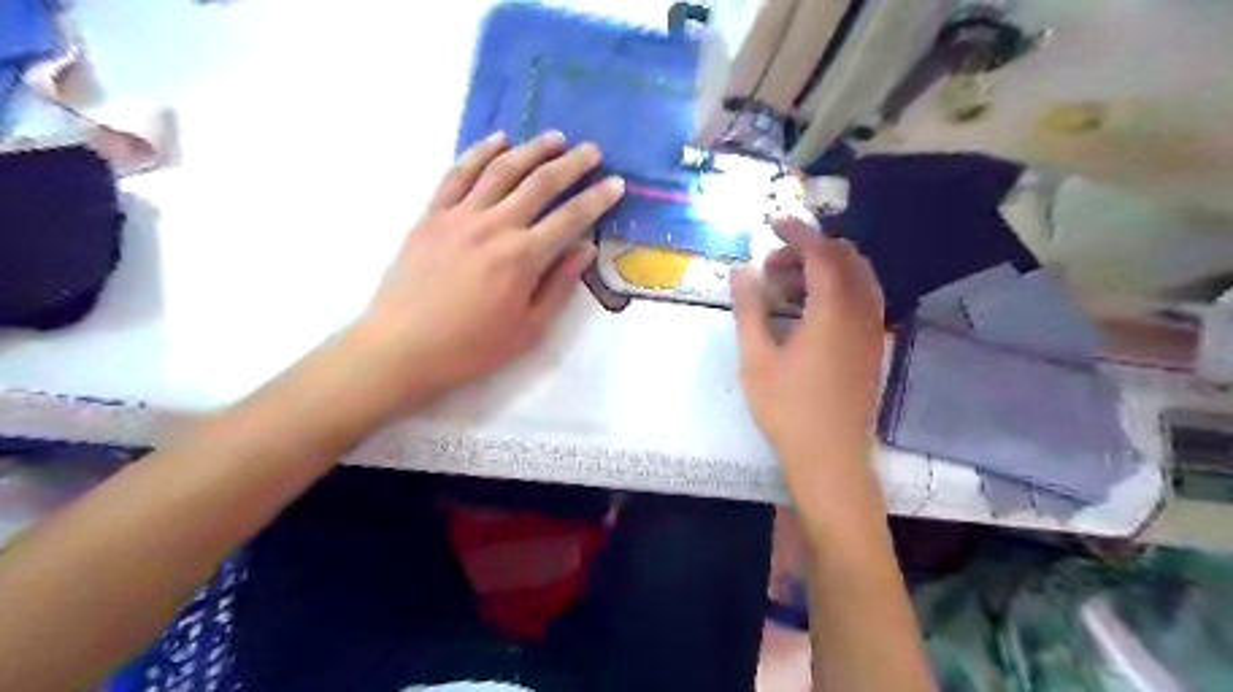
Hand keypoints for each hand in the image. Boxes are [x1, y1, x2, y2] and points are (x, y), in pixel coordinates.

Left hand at [351, 129, 627, 406]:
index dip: (598, 199)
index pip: (571, 218)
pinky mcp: (432, 215)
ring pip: (502, 169)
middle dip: (572, 164)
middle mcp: (495, 226)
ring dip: (532, 149)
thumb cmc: (472, 347)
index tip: (617, 183)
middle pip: (540, 183)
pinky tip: (498, 141)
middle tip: (592, 151)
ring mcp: (459, 215)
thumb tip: (586, 249)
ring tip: (555, 138)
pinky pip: (458, 174)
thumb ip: (560, 285)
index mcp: (523, 257)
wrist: (402, 348)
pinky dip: (480, 152)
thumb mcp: (529, 328)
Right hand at [729, 218, 886, 484]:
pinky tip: (811, 310)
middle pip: (846, 258)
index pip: (822, 253)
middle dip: (810, 250)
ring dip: (826, 269)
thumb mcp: (756, 358)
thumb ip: (749, 309)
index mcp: (833, 311)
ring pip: (859, 278)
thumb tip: (740, 271)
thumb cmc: (787, 408)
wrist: (831, 456)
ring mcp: (873, 330)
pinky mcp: (873, 347)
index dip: (798, 233)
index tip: (773, 224)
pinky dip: (840, 288)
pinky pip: (864, 298)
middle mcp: (862, 312)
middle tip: (773, 267)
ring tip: (787, 287)